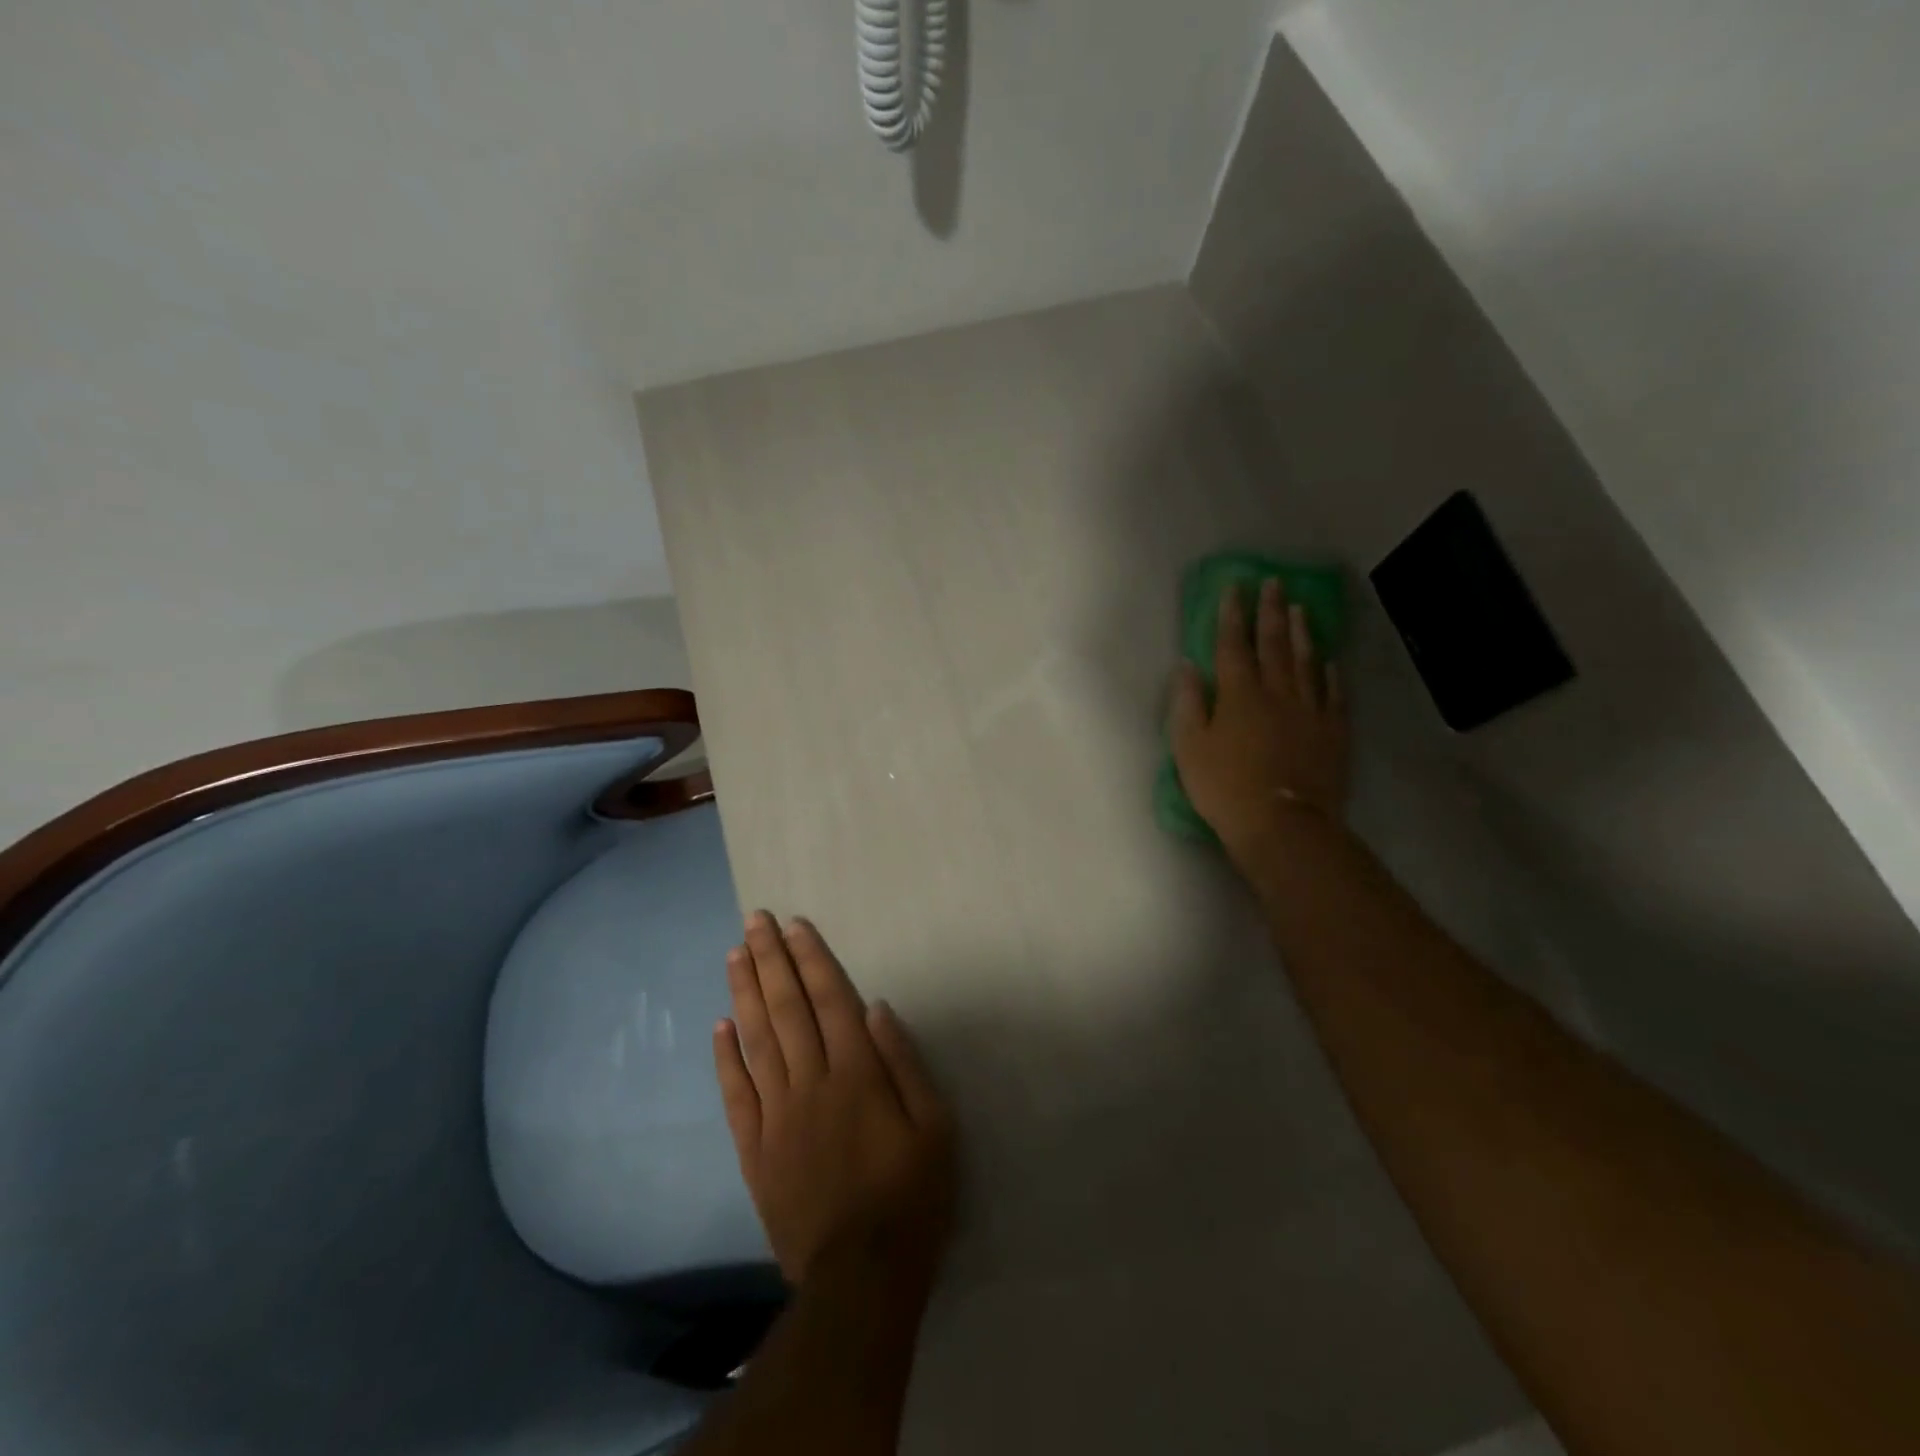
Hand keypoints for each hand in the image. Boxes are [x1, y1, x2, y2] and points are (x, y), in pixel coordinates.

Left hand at [715, 912, 957, 1288]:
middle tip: (753, 921)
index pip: (830, 1000)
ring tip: (734, 954)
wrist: (860, 1279)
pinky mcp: (755, 1149)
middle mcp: (811, 1083)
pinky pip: (737, 1094)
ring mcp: (777, 1115)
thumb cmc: (911, 1197)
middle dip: (770, 960)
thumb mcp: (935, 1127)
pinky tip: (719, 1026)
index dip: (811, 959)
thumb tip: (875, 1008)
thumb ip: (904, 1063)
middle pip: (787, 1009)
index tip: (794, 926)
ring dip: (744, 993)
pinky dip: (726, 1058)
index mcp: (857, 1074)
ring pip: (756, 1041)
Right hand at [1169, 578, 1349, 866]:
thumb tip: (1187, 667)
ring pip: (1306, 662)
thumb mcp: (1189, 747)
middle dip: (1271, 612)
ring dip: (1302, 633)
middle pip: (1273, 644)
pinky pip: (1333, 694)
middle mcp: (1276, 692)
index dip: (1231, 615)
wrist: (1283, 823)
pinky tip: (1330, 661)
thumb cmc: (1225, 787)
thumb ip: (1187, 703)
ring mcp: (1309, 710)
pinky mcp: (1332, 732)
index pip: (1232, 646)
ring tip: (1301, 609)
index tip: (1234, 588)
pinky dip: (1330, 674)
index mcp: (1239, 694)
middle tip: (1274, 584)